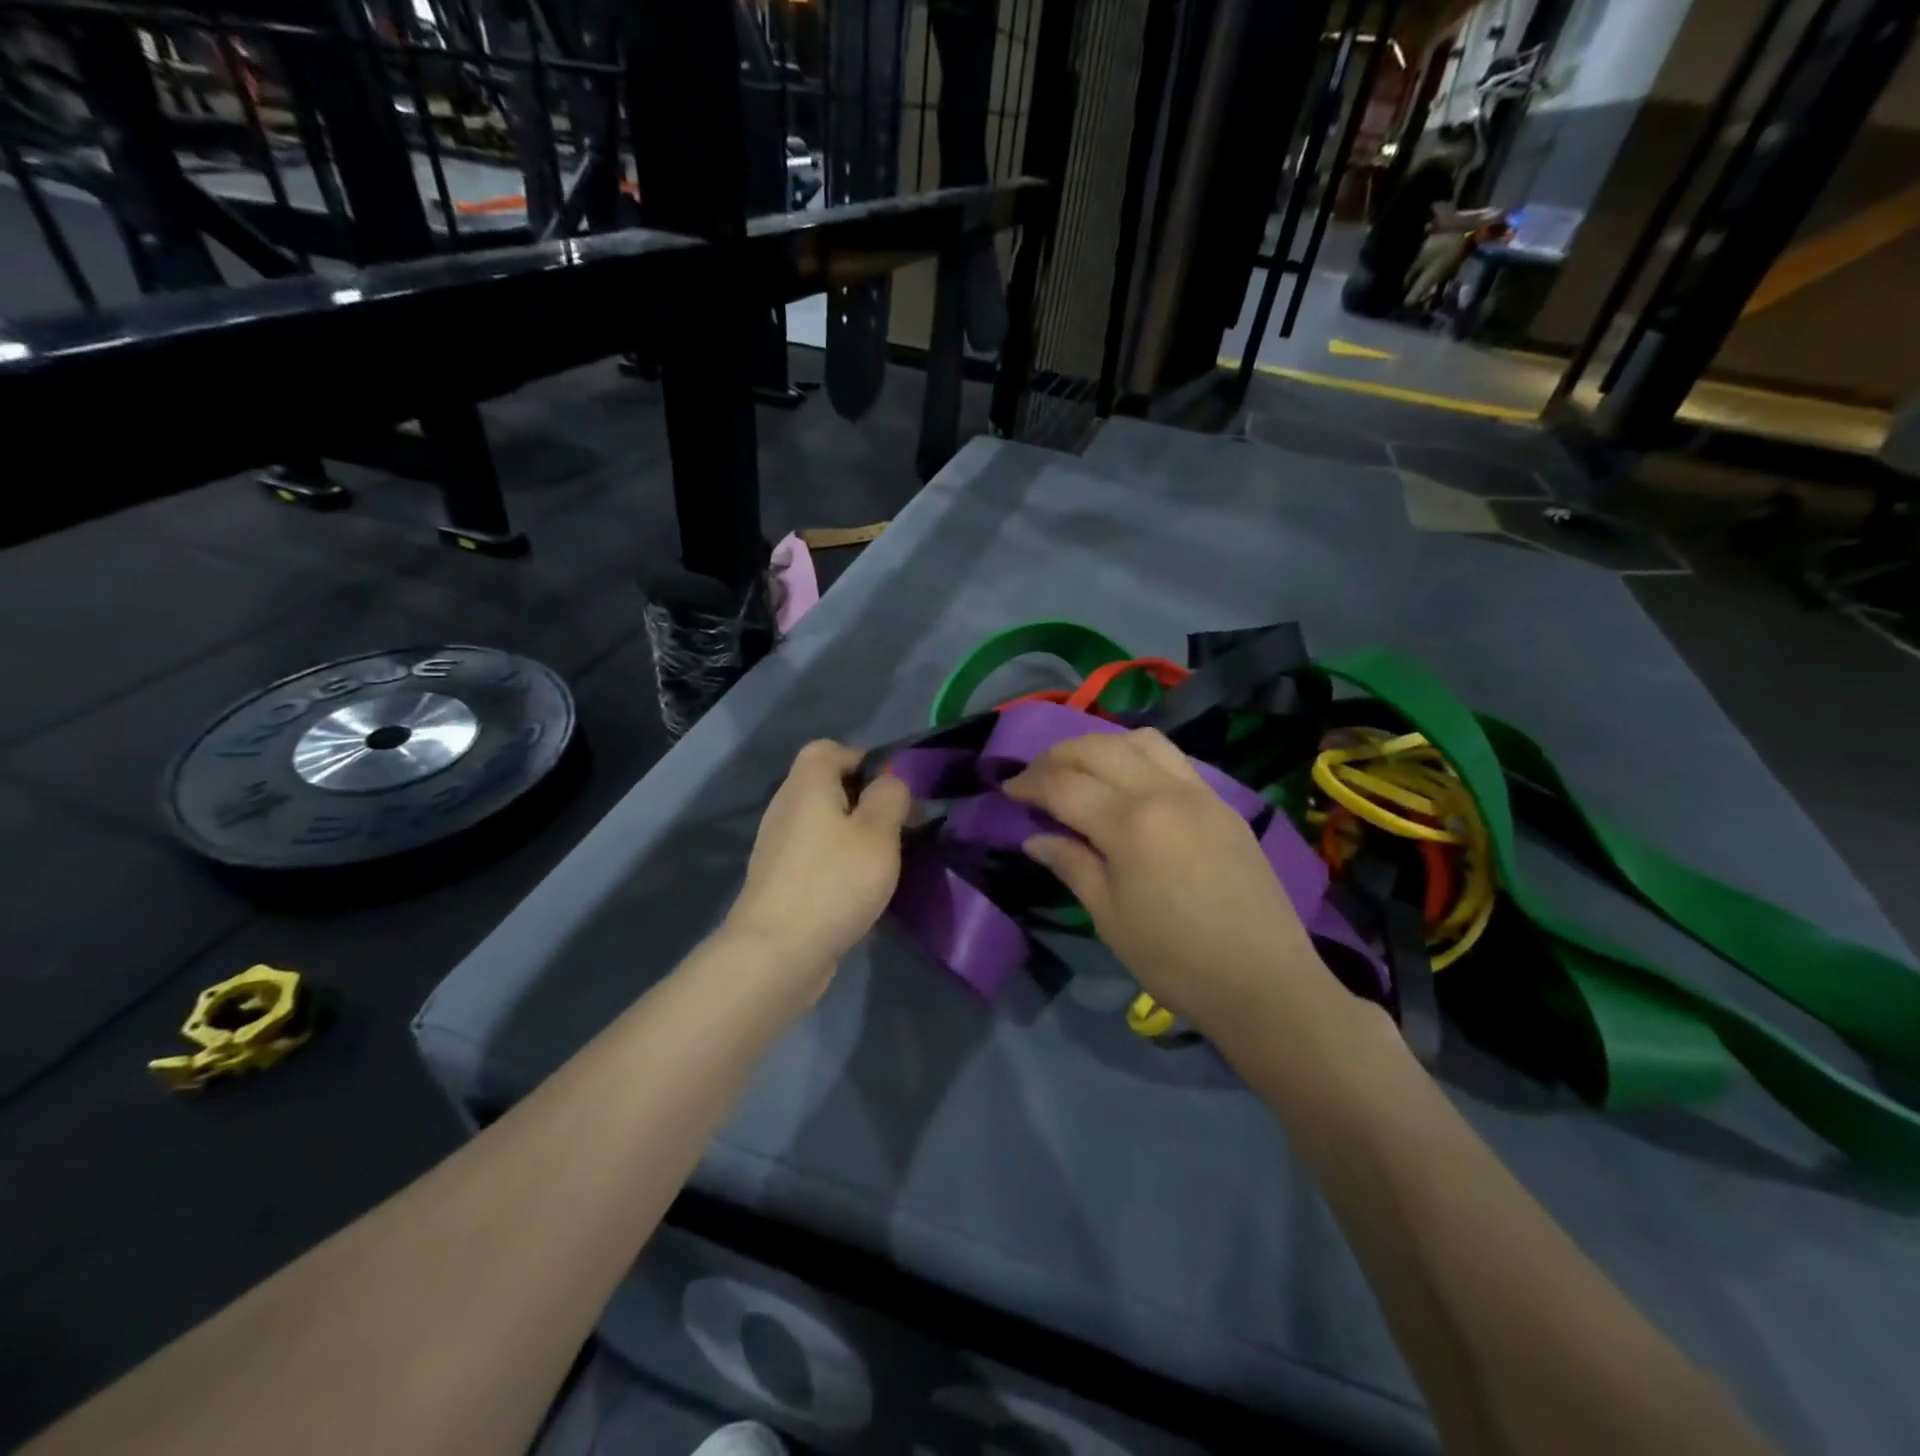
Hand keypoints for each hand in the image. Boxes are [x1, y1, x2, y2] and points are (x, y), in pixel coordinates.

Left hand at [726, 740, 912, 995]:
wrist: (777, 952)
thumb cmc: (834, 881)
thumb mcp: (879, 832)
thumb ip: (890, 796)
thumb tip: (889, 783)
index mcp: (807, 783)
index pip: (831, 749)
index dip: (866, 761)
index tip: (895, 792)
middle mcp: (786, 806)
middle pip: (828, 786)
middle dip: (866, 802)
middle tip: (899, 829)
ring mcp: (778, 845)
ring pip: (824, 823)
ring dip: (855, 835)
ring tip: (884, 861)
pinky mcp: (779, 879)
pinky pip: (815, 854)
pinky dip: (838, 862)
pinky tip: (859, 888)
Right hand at [1004, 729, 1331, 1035]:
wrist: (1264, 982)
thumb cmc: (1176, 961)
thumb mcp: (1110, 918)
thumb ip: (1071, 865)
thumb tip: (1035, 837)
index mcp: (1131, 824)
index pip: (1064, 785)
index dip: (1029, 784)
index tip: (1007, 790)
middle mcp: (1164, 792)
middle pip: (1098, 749)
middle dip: (1057, 756)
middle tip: (1035, 777)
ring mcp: (1199, 792)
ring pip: (1139, 740)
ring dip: (1100, 745)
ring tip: (1080, 768)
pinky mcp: (1222, 803)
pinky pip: (1172, 758)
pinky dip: (1137, 754)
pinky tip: (1127, 781)